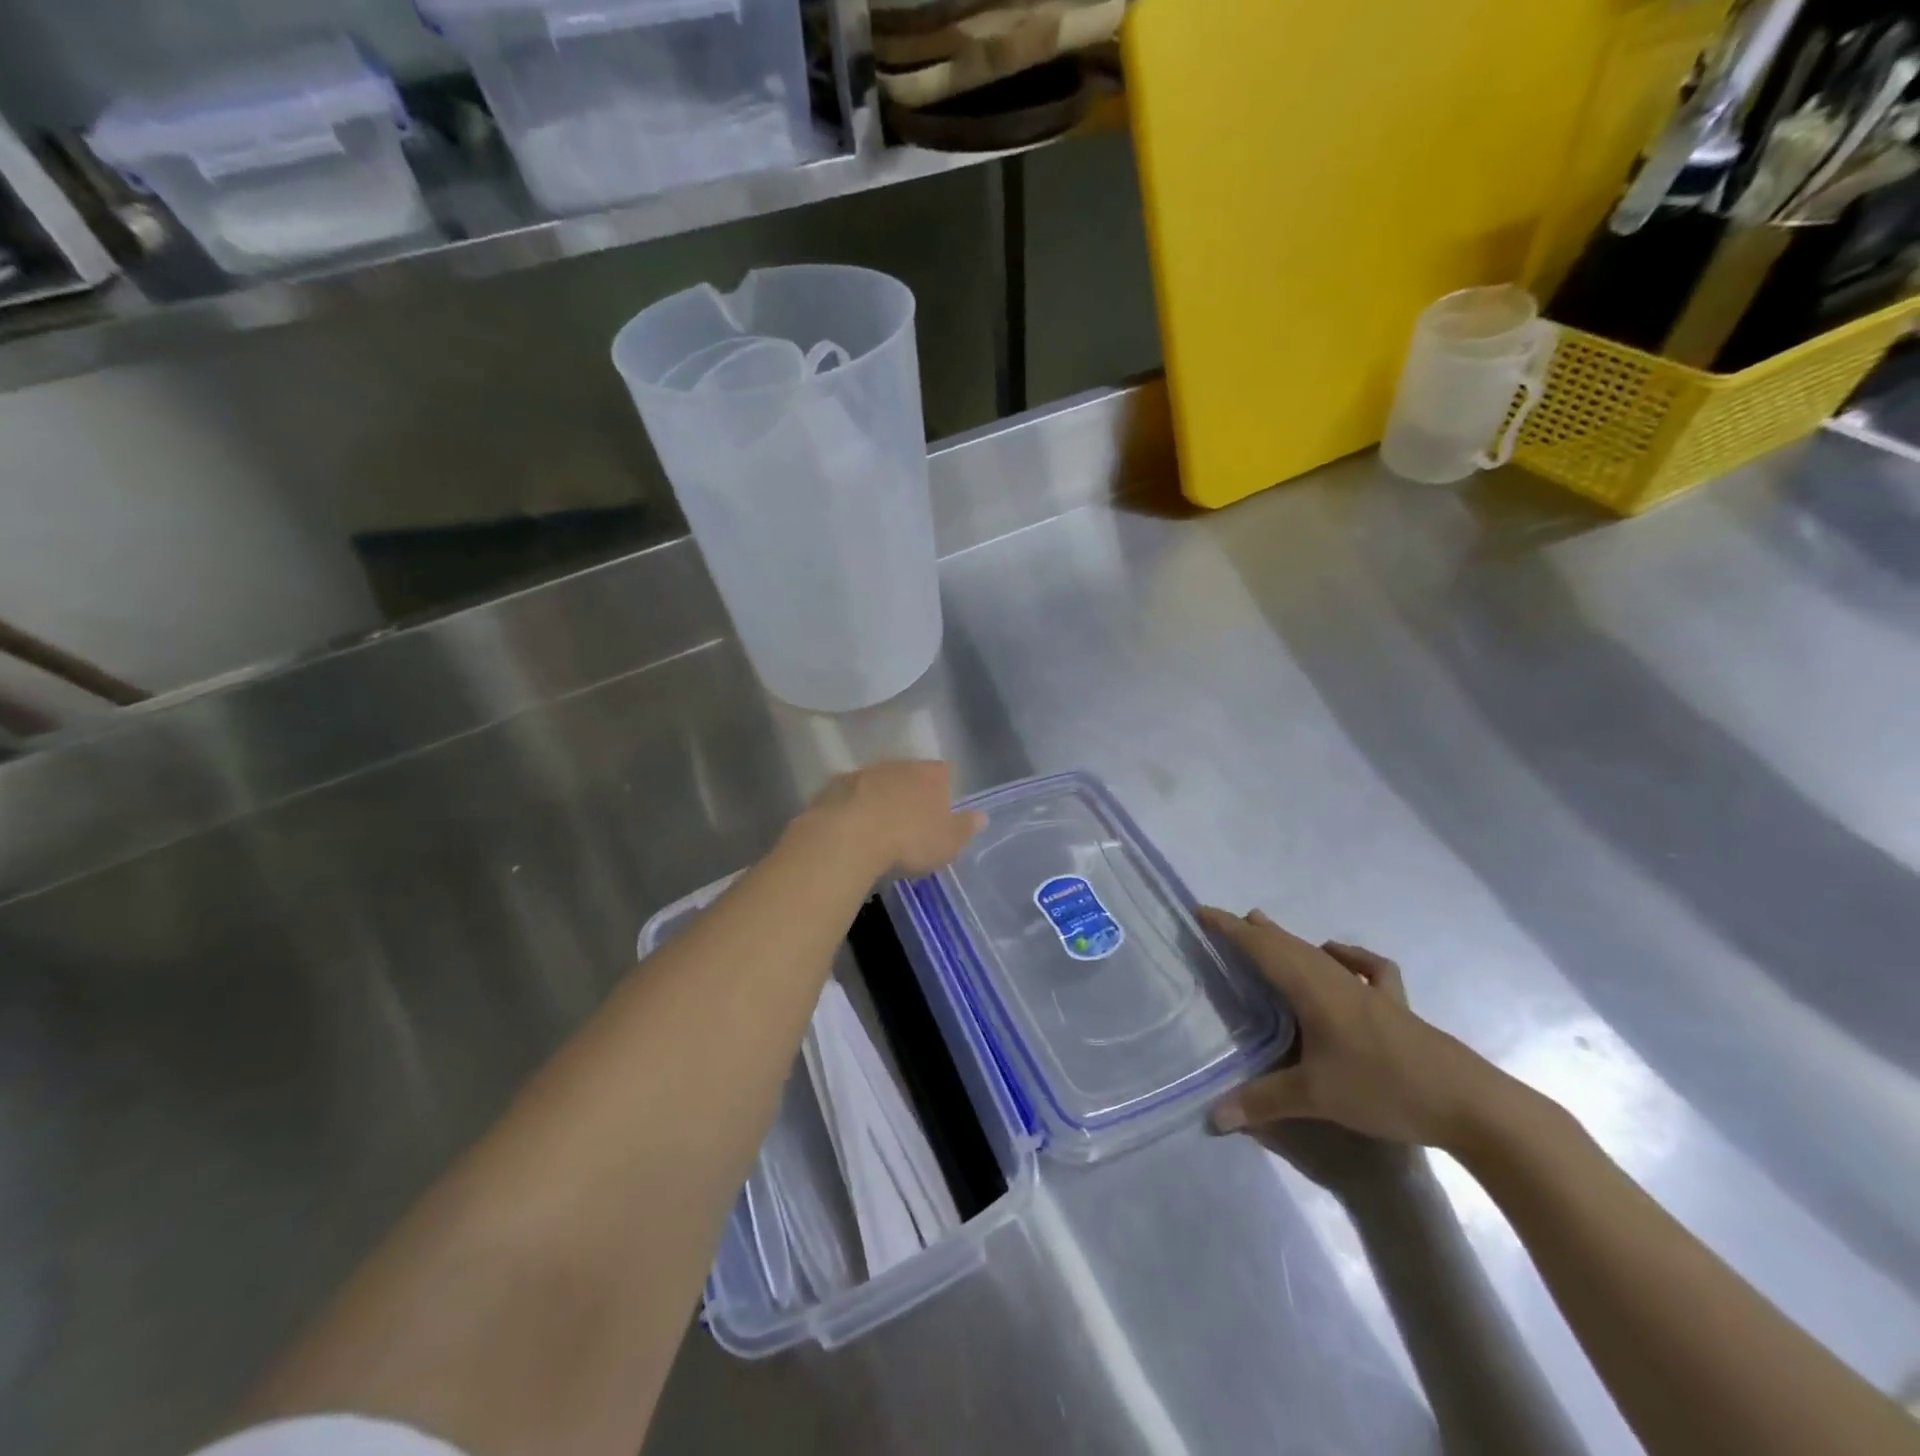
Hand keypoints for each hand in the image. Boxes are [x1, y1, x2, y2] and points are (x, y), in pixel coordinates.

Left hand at [800, 760, 985, 876]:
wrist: (847, 839)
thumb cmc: (908, 841)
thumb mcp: (948, 843)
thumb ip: (965, 828)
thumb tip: (981, 816)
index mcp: (930, 775)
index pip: (944, 773)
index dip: (943, 791)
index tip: (939, 813)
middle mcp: (898, 765)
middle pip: (909, 774)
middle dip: (909, 793)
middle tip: (909, 823)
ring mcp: (863, 772)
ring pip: (877, 782)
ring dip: (879, 799)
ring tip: (877, 829)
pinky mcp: (833, 787)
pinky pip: (848, 796)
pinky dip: (851, 808)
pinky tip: (850, 831)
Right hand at [1201, 907, 1512, 1150]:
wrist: (1470, 1104)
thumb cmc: (1384, 1088)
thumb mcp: (1317, 1096)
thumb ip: (1263, 1102)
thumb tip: (1213, 1116)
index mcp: (1313, 990)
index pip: (1262, 949)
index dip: (1230, 930)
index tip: (1202, 911)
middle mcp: (1337, 980)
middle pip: (1288, 945)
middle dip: (1255, 932)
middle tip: (1227, 922)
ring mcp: (1370, 991)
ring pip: (1319, 954)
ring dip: (1289, 940)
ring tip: (1267, 929)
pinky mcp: (1396, 1007)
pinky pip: (1365, 969)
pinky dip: (1347, 956)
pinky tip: (1339, 958)